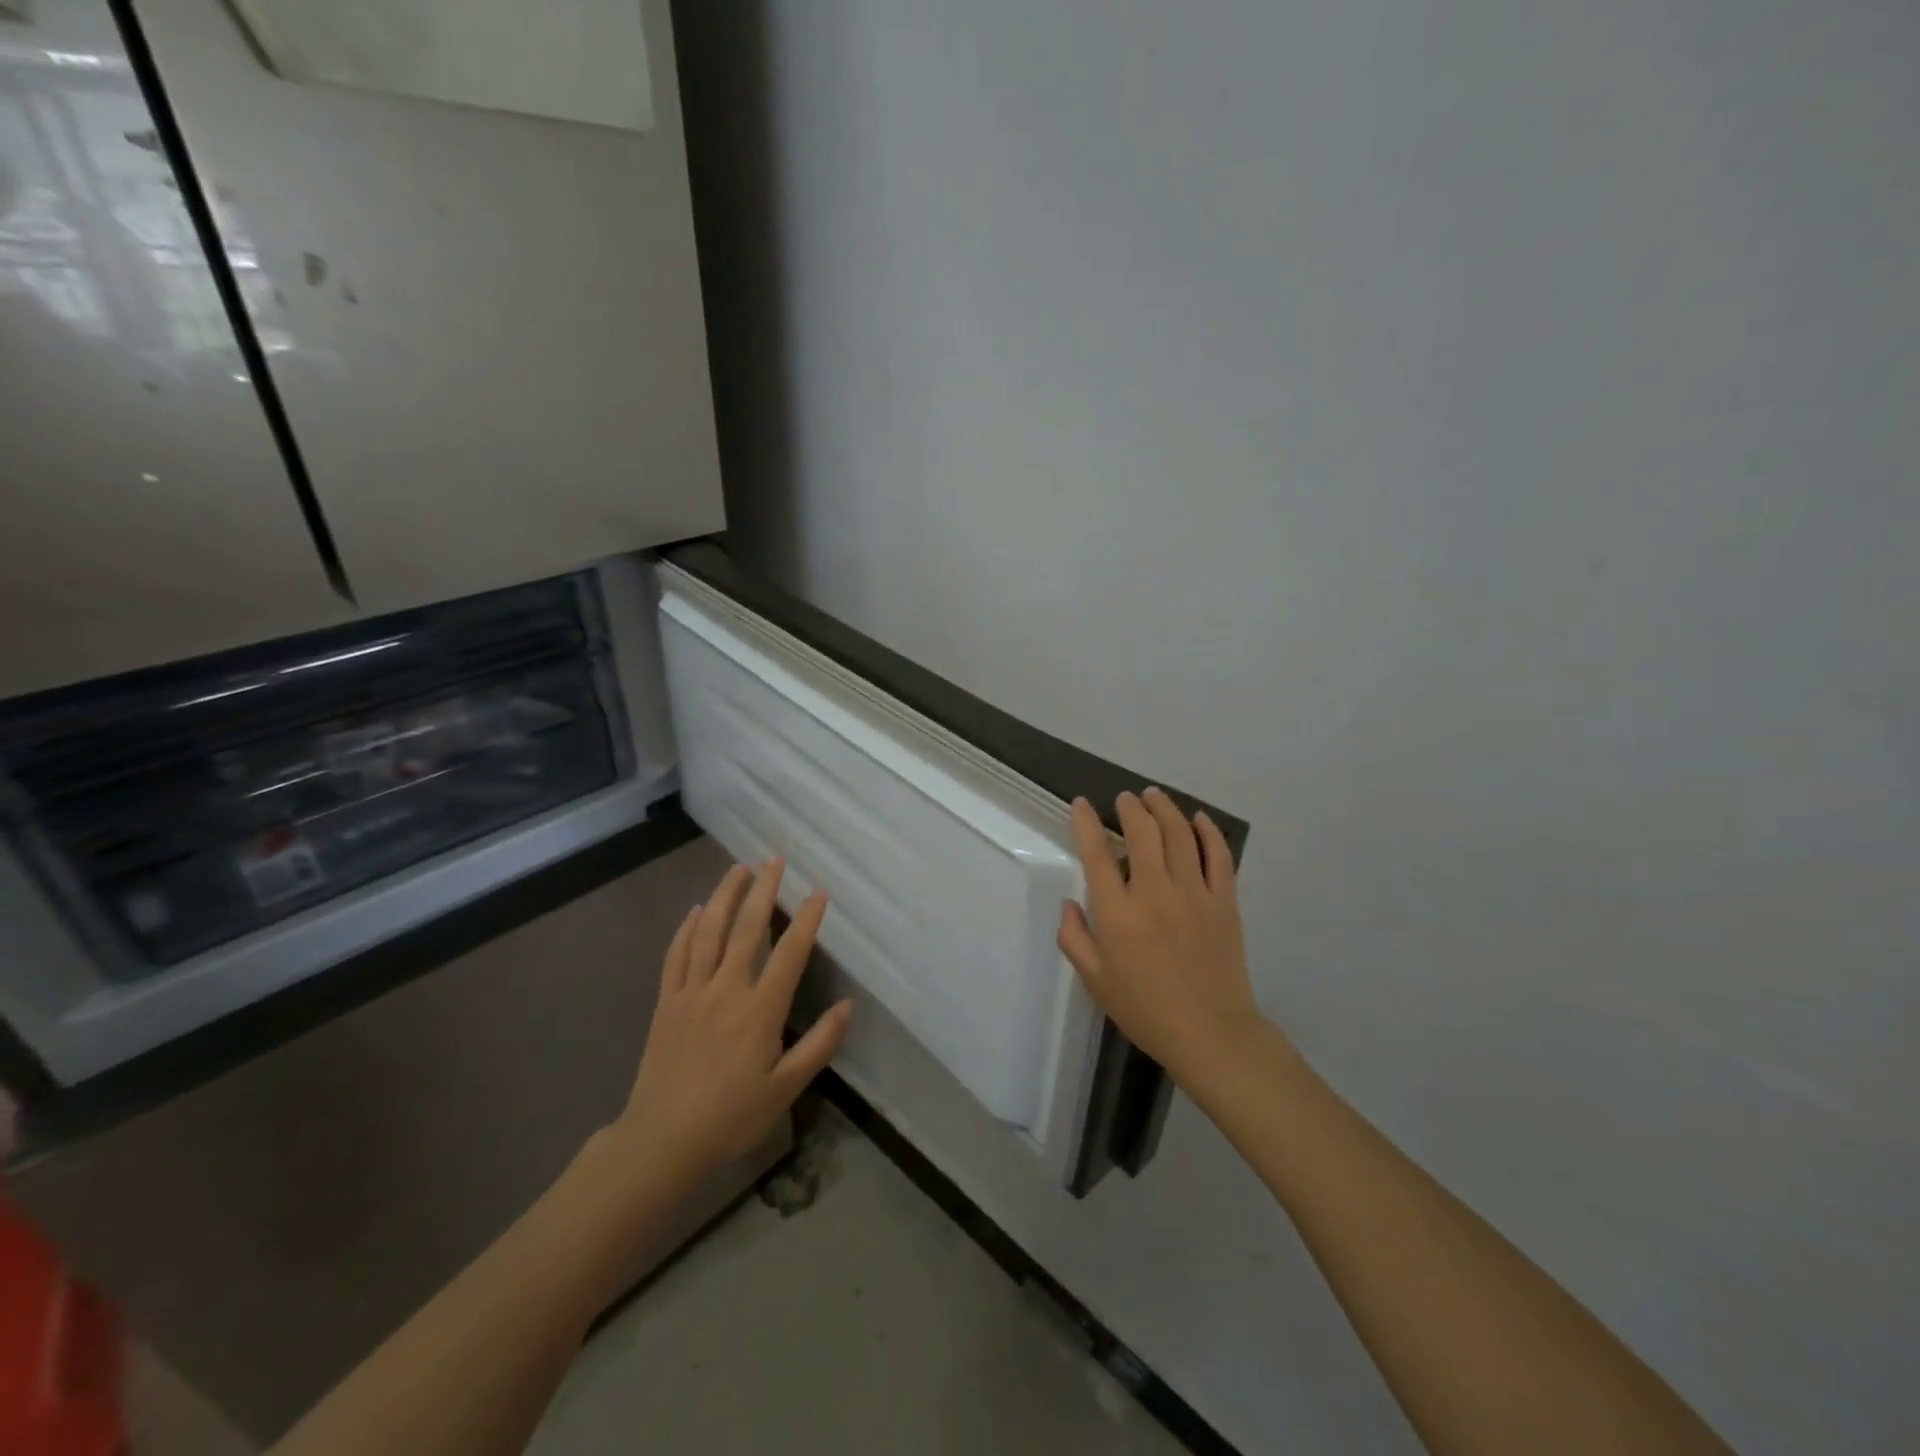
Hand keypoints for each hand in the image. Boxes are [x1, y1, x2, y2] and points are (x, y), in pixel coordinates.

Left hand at [611, 858, 851, 1188]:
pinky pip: (676, 955)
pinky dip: (687, 928)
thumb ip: (819, 1045)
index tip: (819, 892)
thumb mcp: (785, 1089)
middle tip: (775, 859)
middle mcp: (726, 990)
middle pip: (746, 928)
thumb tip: (847, 1006)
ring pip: (708, 932)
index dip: (806, 920)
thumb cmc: (731, 1117)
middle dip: (763, 889)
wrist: (662, 1141)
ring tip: (739, 868)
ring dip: (725, 895)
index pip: (789, 953)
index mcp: (759, 1010)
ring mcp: (692, 992)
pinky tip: (696, 910)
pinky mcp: (667, 1002)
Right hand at [1057, 788, 1265, 1089]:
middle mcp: (1155, 892)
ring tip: (1154, 796)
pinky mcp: (1224, 901)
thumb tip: (1069, 904)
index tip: (1082, 804)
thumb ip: (1074, 938)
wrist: (1210, 1033)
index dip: (1087, 823)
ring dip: (1165, 809)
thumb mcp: (1095, 979)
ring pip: (1180, 835)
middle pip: (1143, 832)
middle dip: (1130, 808)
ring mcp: (1194, 894)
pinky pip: (1218, 856)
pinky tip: (1199, 819)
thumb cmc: (1145, 1009)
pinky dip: (1208, 832)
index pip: (1097, 854)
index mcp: (1118, 913)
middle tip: (1125, 799)